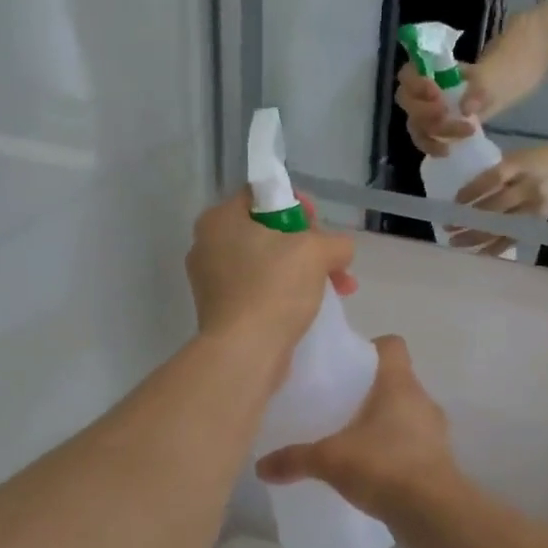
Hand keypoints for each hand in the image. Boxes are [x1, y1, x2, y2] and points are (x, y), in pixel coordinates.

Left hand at [186, 191, 356, 365]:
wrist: (245, 352)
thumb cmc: (274, 289)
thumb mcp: (316, 251)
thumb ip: (335, 241)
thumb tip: (340, 250)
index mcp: (219, 219)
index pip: (261, 194)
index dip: (296, 204)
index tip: (319, 225)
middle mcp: (208, 245)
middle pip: (268, 231)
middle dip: (309, 246)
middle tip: (334, 262)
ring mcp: (212, 281)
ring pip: (267, 264)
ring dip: (304, 272)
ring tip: (338, 290)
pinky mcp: (221, 312)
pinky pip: (259, 291)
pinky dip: (285, 295)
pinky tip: (312, 308)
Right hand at [256, 336, 457, 523]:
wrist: (433, 513)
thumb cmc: (383, 466)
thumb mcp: (329, 460)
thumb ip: (294, 459)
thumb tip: (260, 467)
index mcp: (399, 384)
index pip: (392, 346)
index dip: (370, 348)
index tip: (347, 365)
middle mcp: (422, 400)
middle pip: (397, 381)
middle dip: (370, 391)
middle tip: (340, 407)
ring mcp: (436, 431)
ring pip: (407, 414)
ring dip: (385, 423)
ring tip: (354, 440)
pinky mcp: (440, 460)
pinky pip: (414, 444)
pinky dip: (396, 450)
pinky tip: (373, 469)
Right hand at [396, 62, 492, 156]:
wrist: (492, 93)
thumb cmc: (485, 79)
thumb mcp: (487, 78)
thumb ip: (477, 90)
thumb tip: (466, 109)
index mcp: (427, 71)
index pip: (407, 75)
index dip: (417, 85)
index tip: (436, 93)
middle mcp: (419, 92)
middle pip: (407, 103)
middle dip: (425, 112)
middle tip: (446, 113)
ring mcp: (422, 113)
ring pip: (415, 125)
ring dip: (435, 132)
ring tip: (464, 132)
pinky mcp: (429, 131)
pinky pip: (423, 141)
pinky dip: (433, 147)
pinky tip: (447, 150)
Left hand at [450, 144, 547, 255]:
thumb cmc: (536, 160)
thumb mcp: (516, 157)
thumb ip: (493, 171)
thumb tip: (460, 190)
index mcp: (520, 165)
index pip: (493, 179)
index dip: (472, 191)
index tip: (454, 202)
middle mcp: (528, 188)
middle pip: (496, 207)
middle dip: (470, 219)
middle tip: (448, 226)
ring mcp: (534, 208)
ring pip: (503, 227)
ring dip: (477, 237)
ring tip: (455, 242)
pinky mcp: (537, 223)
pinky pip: (513, 239)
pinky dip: (495, 248)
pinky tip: (477, 253)